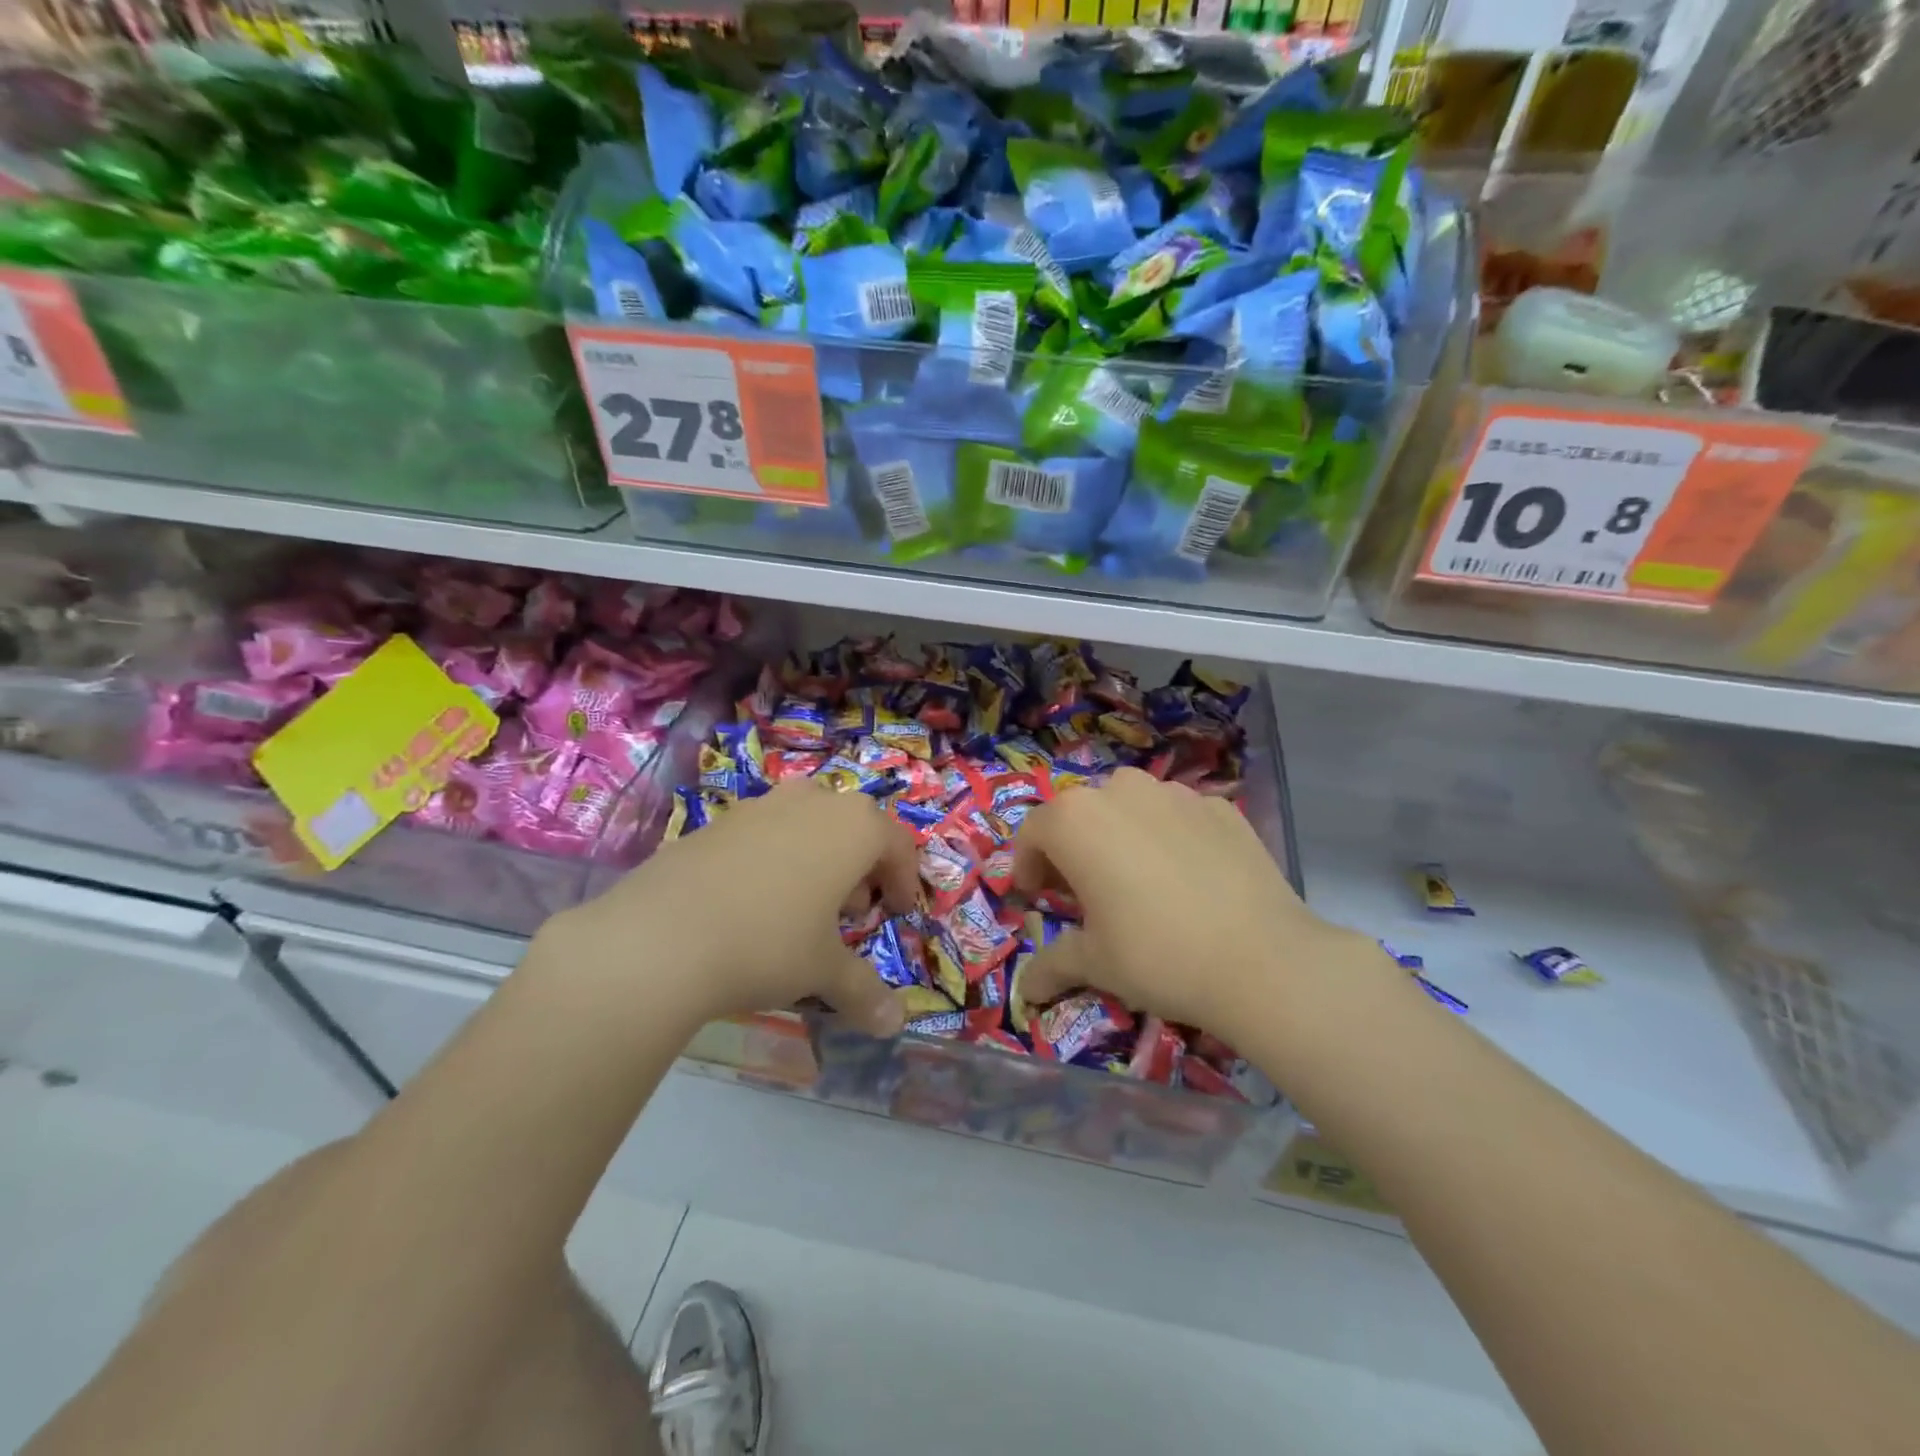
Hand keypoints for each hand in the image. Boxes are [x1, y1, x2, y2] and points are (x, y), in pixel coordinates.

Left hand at [555, 780, 916, 1035]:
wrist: (660, 937)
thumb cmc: (768, 943)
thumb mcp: (823, 971)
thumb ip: (864, 991)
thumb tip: (894, 1026)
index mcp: (853, 826)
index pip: (897, 844)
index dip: (904, 880)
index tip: (898, 913)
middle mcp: (812, 801)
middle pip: (853, 825)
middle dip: (860, 867)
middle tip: (852, 911)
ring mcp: (760, 806)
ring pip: (807, 823)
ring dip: (818, 858)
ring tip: (803, 906)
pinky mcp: (717, 821)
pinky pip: (764, 833)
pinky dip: (774, 859)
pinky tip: (752, 903)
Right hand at [1013, 768, 1369, 1035]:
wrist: (1264, 960)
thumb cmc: (1157, 955)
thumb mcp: (1095, 964)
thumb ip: (1052, 964)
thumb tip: (1027, 990)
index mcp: (1076, 819)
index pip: (1034, 831)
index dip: (1028, 865)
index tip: (1037, 896)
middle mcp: (1121, 790)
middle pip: (1081, 814)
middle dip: (1074, 849)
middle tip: (1085, 893)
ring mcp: (1176, 793)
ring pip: (1131, 807)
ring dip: (1121, 836)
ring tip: (1139, 881)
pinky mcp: (1221, 807)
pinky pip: (1179, 817)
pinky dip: (1171, 838)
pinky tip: (1189, 880)